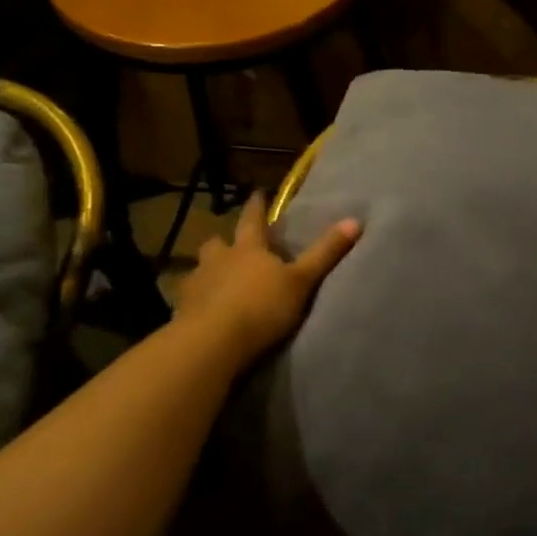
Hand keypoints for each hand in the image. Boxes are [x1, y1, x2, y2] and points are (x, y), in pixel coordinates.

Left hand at [174, 194, 359, 364]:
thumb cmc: (261, 306)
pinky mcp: (182, 311)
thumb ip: (325, 253)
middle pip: (216, 244)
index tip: (257, 193)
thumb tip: (355, 220)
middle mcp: (218, 260)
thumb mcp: (302, 281)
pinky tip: (204, 311)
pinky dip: (197, 300)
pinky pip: (189, 299)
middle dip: (223, 243)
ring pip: (200, 269)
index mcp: (248, 249)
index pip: (252, 220)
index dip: (256, 206)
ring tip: (217, 282)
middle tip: (231, 248)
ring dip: (208, 272)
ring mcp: (196, 284)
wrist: (212, 342)